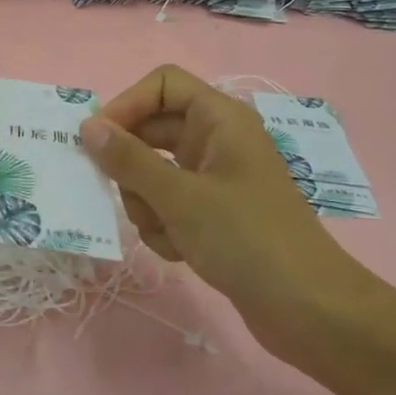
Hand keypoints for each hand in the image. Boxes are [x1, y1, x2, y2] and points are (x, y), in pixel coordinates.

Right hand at [79, 65, 374, 356]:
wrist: (307, 309)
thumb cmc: (245, 238)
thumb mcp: (179, 197)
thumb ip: (128, 159)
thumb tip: (88, 126)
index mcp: (220, 119)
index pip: (162, 85)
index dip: (127, 104)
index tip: (97, 139)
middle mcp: (217, 141)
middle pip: (152, 132)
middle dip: (132, 166)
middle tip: (119, 193)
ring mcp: (215, 179)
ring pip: (154, 173)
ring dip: (147, 203)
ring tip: (165, 231)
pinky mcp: (213, 214)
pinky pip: (169, 205)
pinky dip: (165, 225)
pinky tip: (179, 250)